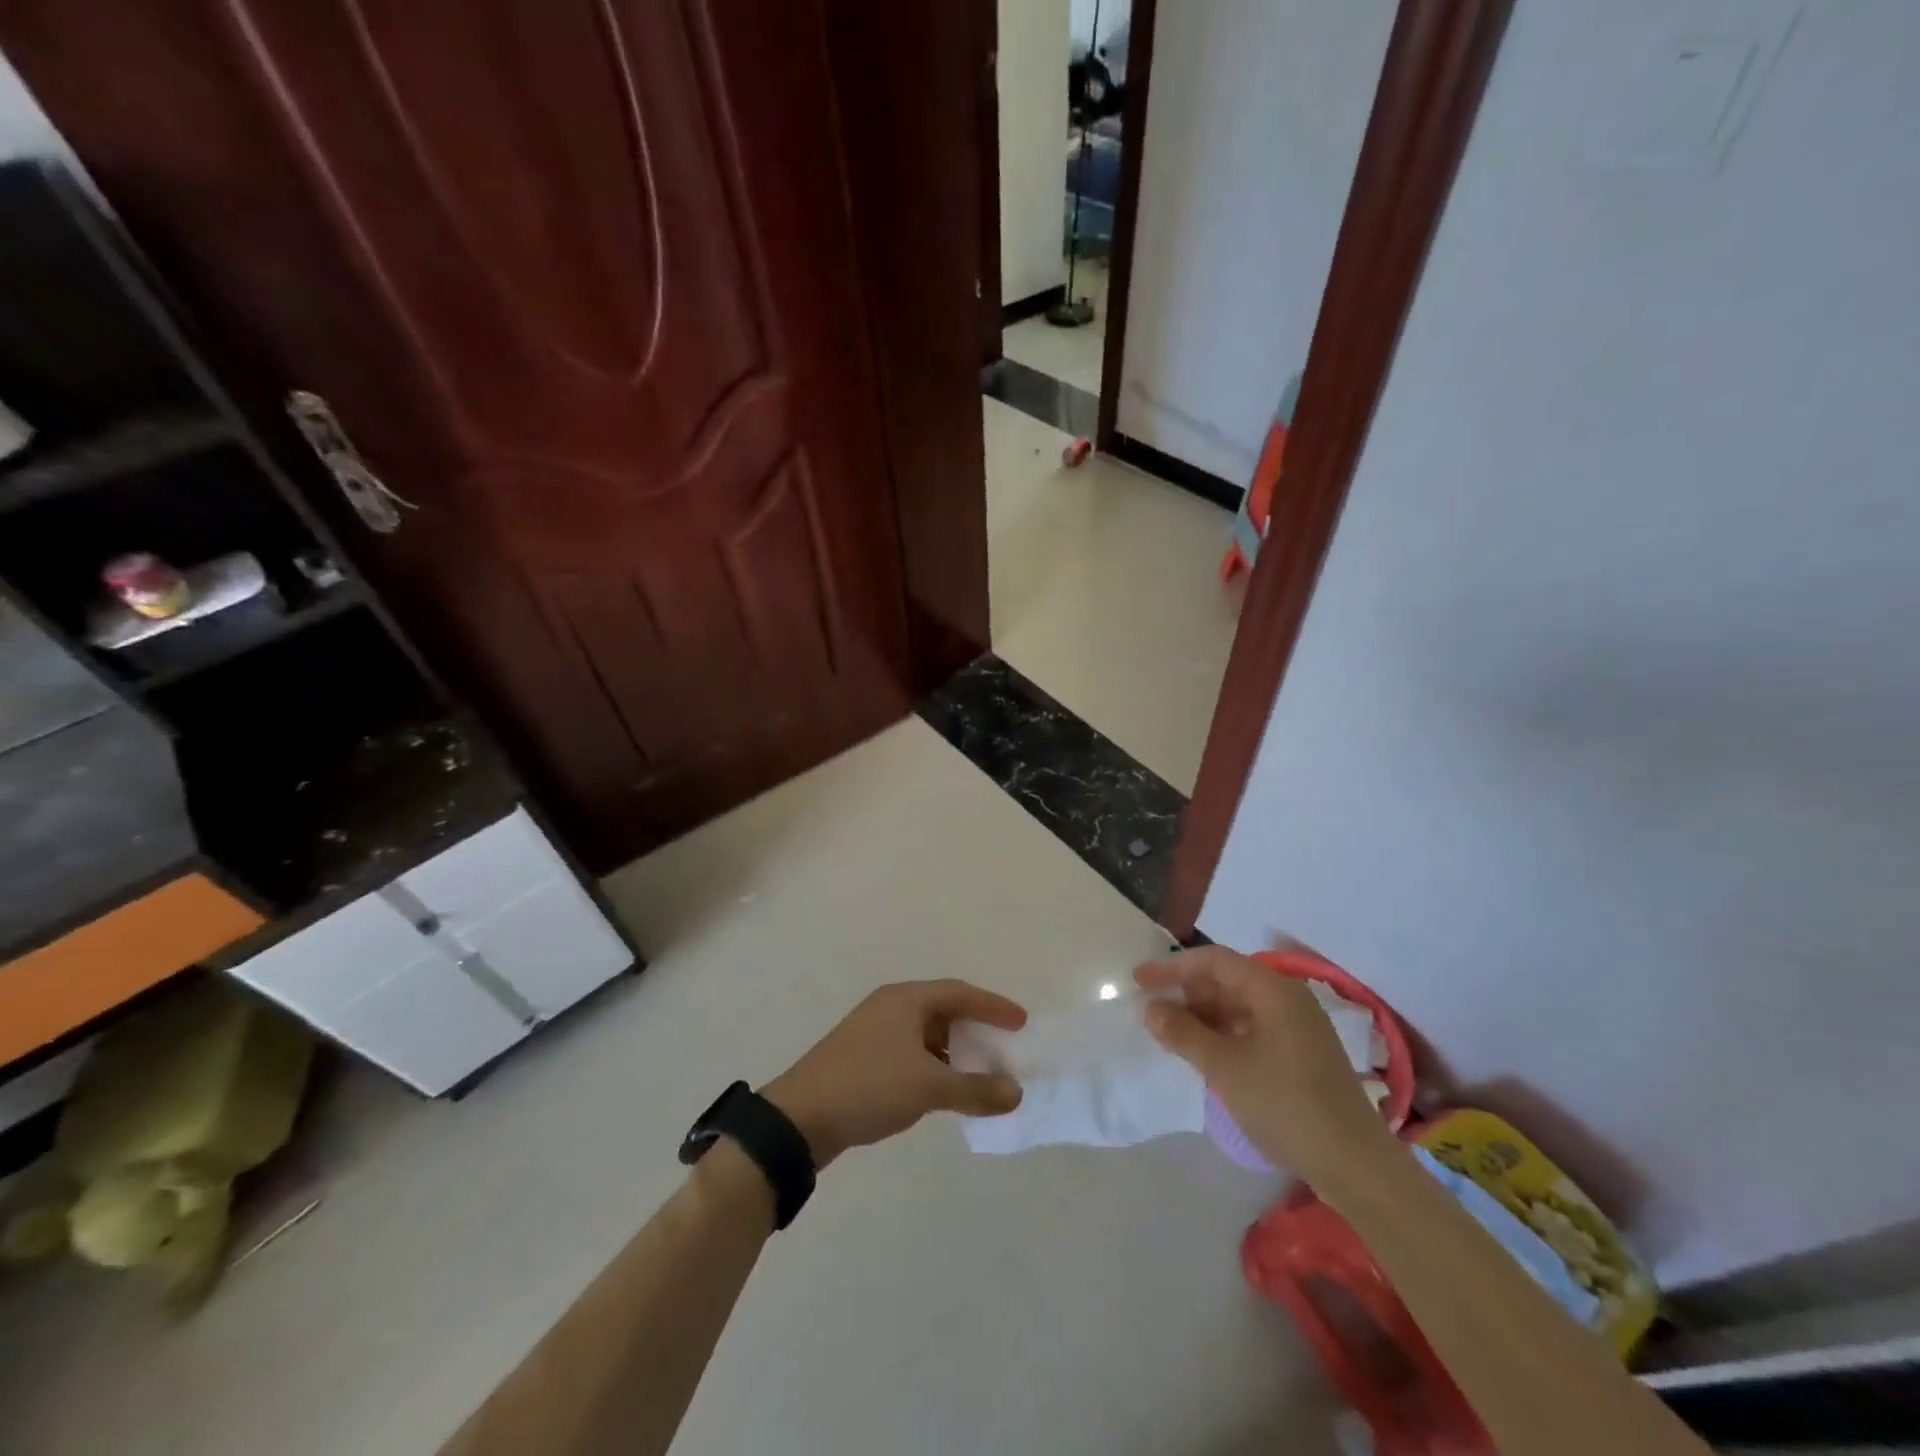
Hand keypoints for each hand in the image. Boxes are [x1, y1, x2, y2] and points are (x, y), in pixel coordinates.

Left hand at [762, 980, 1027, 1167]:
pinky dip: (932, 1065)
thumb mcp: (928, 1087)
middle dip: (974, 1028)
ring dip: (953, 1050)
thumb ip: (975, 1089)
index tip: (1021, 1022)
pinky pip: (909, 1052)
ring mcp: (872, 1032)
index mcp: (905, 999)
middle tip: (1002, 1045)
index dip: (993, 1006)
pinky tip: (942, 1089)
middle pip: (942, 1009)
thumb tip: (1015, 1092)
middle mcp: (890, 1007)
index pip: (960, 993)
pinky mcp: (862, 1058)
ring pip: (925, 1034)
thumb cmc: (869, 1086)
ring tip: (978, 1071)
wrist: (800, 1118)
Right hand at [1134, 946, 1392, 1189]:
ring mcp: (1297, 1027)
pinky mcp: (1301, 1053)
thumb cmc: (1285, 1104)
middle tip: (1152, 1011)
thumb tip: (1148, 1008)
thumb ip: (1182, 1032)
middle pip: (1227, 979)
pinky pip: (1252, 1027)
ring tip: (1170, 1033)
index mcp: (1273, 990)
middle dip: (1187, 992)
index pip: (1214, 960)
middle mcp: (1287, 998)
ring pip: (1238, 1005)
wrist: (1355, 1165)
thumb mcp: (1224, 1067)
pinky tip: (1204, 1053)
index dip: (1173, 967)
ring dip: (1202, 1015)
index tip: (1139, 981)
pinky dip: (1223, 1033)